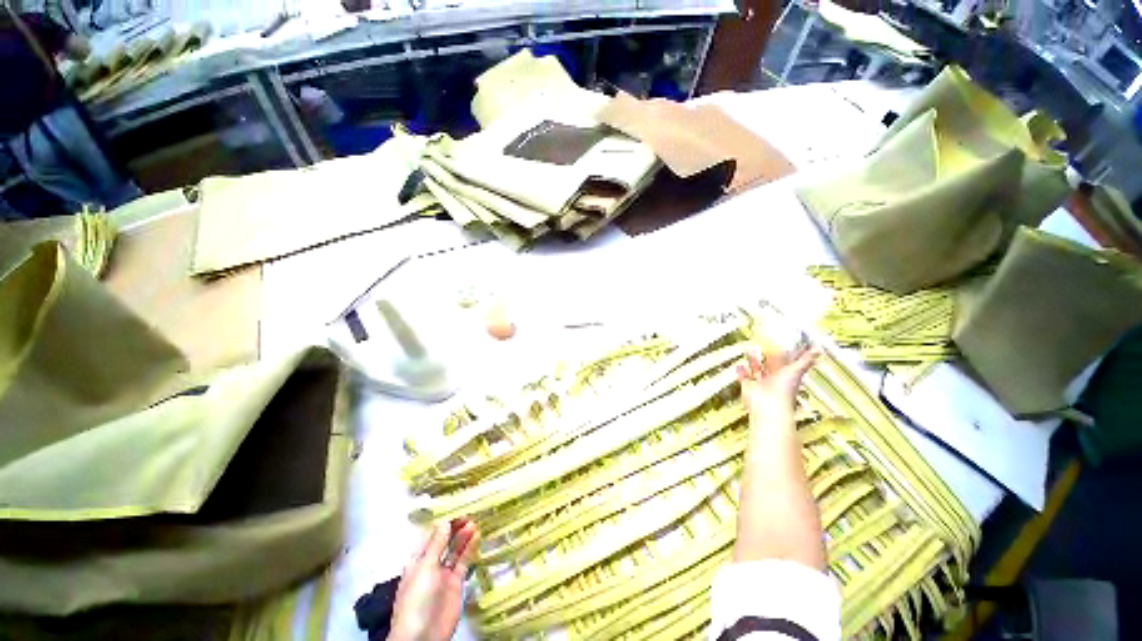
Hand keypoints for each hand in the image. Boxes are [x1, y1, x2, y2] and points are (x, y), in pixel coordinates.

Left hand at [388, 520, 479, 640]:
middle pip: (444, 541)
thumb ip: (436, 545)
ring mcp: (443, 574)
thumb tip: (445, 521)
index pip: (430, 536)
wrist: (423, 635)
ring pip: (455, 550)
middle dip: (454, 528)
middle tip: (468, 514)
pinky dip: (470, 549)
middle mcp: (430, 564)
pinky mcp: (456, 583)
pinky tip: (477, 537)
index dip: (443, 523)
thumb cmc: (417, 598)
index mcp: (417, 560)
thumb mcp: (425, 568)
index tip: (456, 508)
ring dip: (463, 536)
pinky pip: (463, 562)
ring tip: (474, 522)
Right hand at [736, 343, 818, 416]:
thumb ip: (806, 359)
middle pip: (768, 365)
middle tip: (760, 344)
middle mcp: (773, 380)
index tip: (778, 342)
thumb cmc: (784, 390)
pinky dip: (741, 372)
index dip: (781, 353)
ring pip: (756, 370)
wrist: (768, 405)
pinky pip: (744, 378)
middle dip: (764, 356)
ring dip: (752, 361)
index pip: (784, 362)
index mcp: (786, 375)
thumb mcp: (797, 370)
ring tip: (749, 350)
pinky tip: (740, 365)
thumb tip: (818, 348)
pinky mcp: (749, 387)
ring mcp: (761, 384)